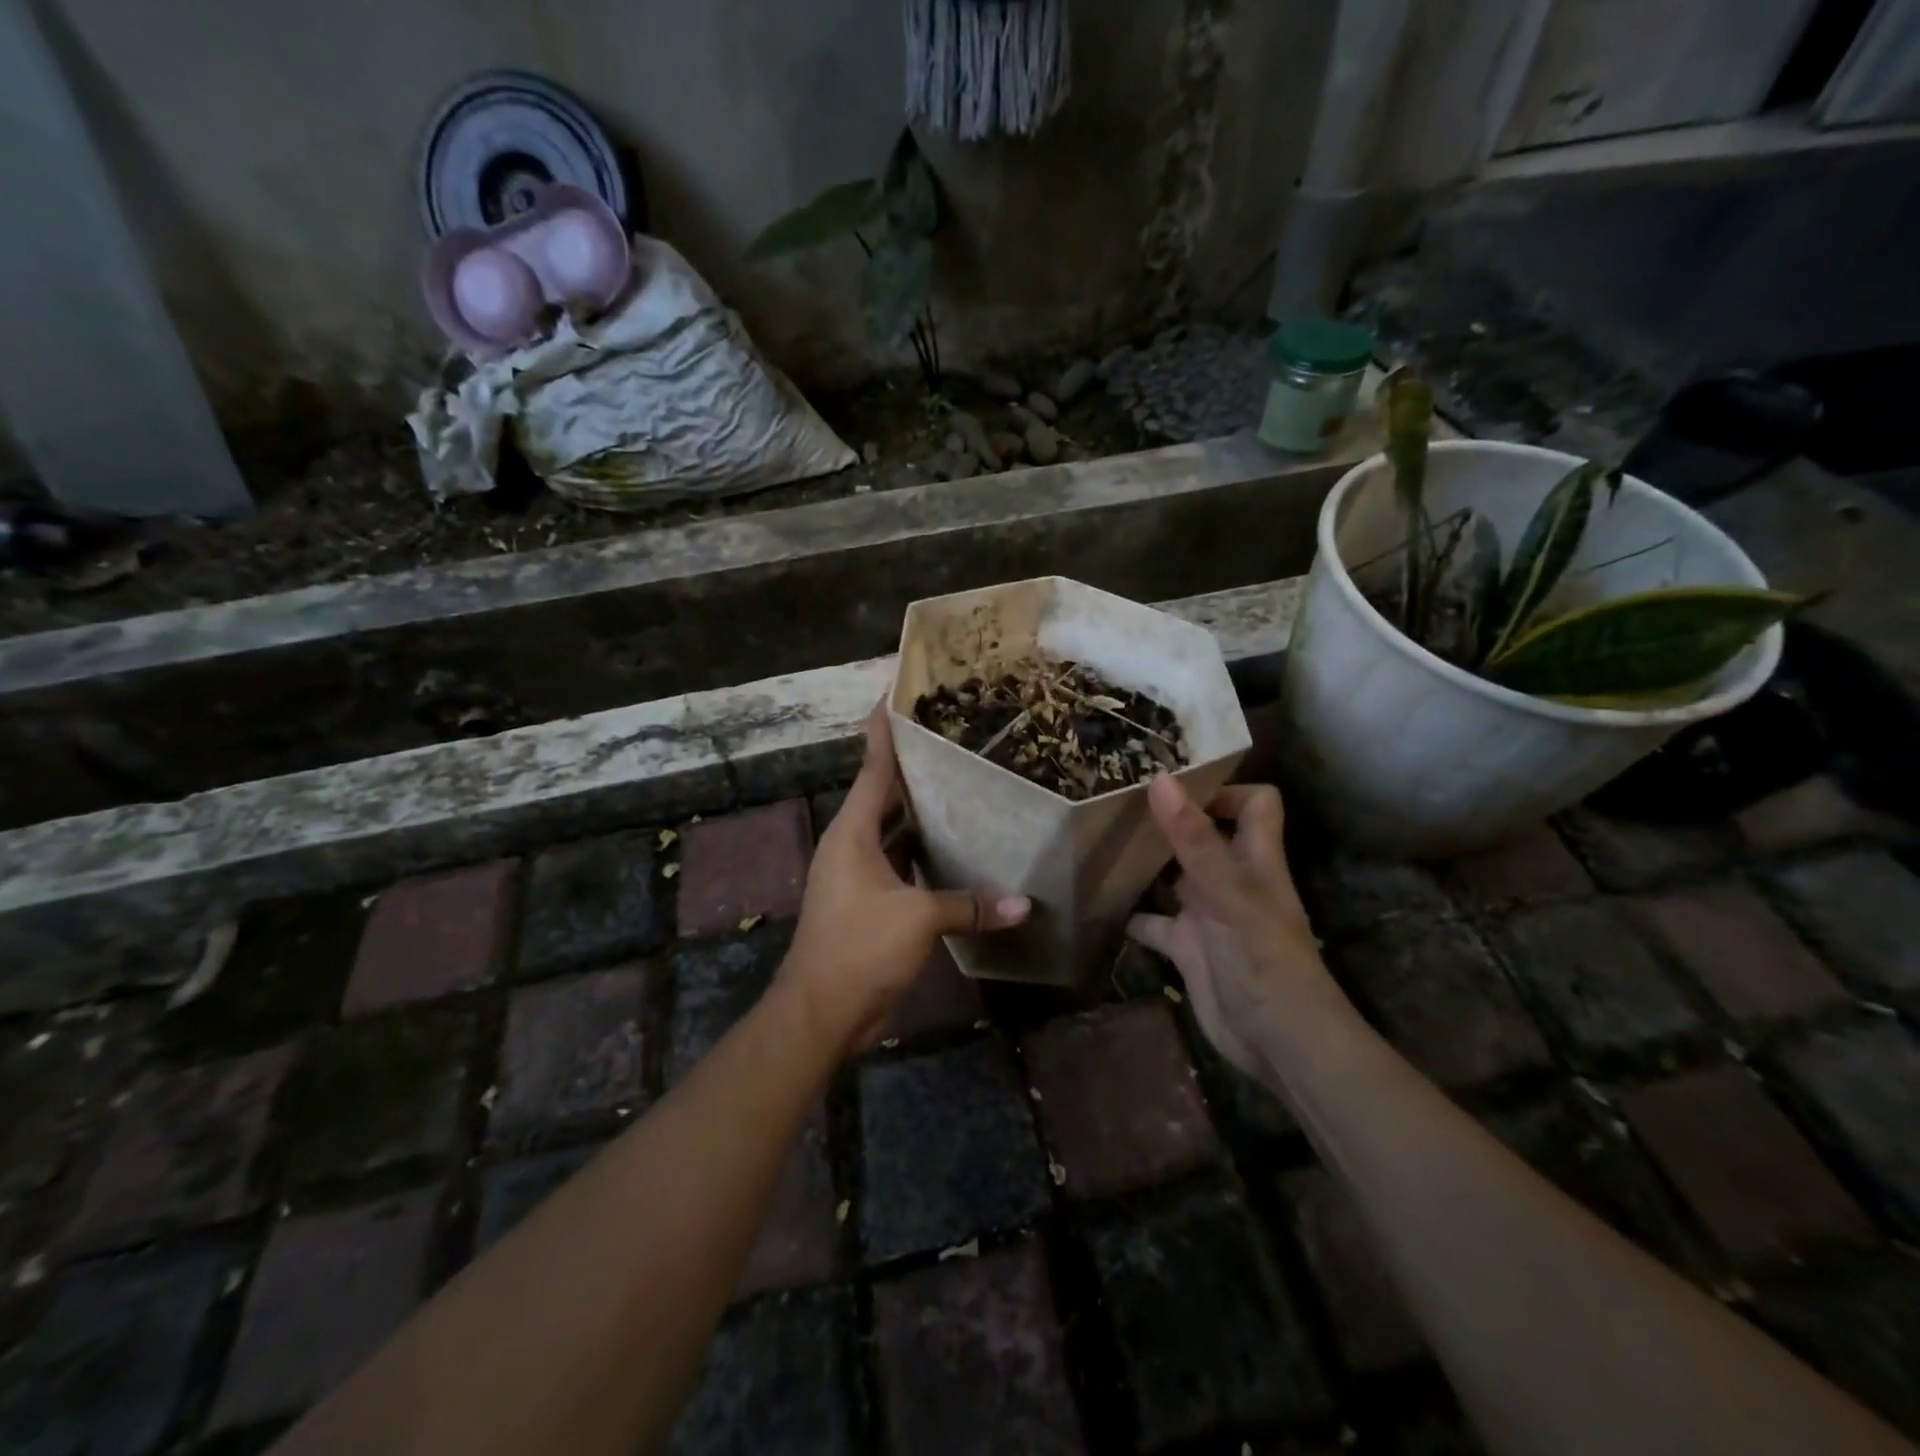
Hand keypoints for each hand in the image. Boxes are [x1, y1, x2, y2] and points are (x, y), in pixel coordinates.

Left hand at [783, 706, 1028, 1055]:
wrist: (820, 1012)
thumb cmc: (859, 947)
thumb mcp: (917, 918)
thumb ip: (969, 905)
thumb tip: (1023, 905)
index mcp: (852, 832)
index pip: (872, 767)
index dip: (884, 730)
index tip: (897, 694)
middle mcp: (852, 845)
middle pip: (886, 795)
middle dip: (914, 769)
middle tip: (953, 740)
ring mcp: (859, 876)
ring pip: (896, 831)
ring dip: (923, 814)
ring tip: (964, 787)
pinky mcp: (871, 903)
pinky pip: (902, 864)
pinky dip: (926, 854)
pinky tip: (958, 850)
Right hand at [1127, 776, 1340, 1078]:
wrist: (1277, 1040)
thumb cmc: (1262, 958)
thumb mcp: (1227, 892)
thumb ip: (1193, 839)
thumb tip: (1159, 779)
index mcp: (1253, 858)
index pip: (1255, 804)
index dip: (1224, 790)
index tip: (1174, 785)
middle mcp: (1230, 879)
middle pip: (1203, 835)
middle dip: (1168, 820)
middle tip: (1118, 803)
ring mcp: (1207, 914)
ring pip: (1172, 876)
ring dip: (1144, 864)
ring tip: (1101, 844)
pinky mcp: (1187, 948)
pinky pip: (1153, 922)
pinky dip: (1131, 914)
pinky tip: (1101, 905)